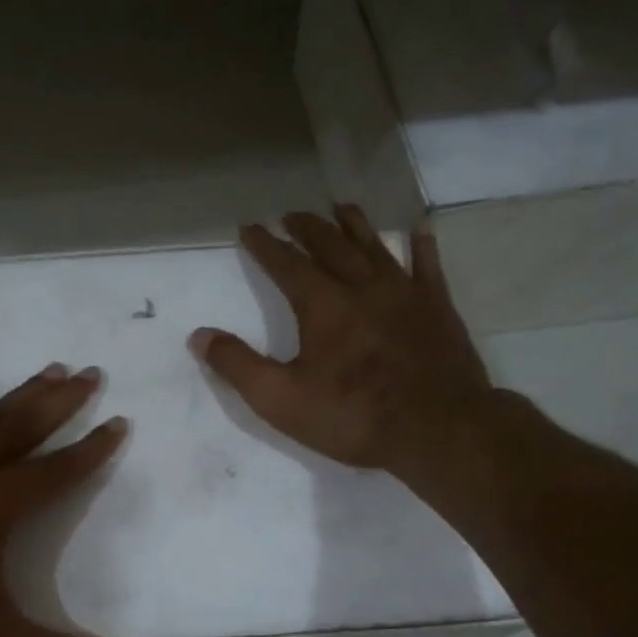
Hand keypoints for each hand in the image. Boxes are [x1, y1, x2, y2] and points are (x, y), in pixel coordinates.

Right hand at [190, 205, 495, 478]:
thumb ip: (237, 365)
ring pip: (375, 246)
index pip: (286, 264)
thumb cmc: (353, 416)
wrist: (437, 429)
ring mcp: (405, 293)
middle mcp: (362, 286)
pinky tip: (418, 230)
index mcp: (322, 305)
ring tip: (340, 207)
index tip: (250, 227)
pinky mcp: (438, 308)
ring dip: (355, 224)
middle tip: (292, 213)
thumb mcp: (280, 400)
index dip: (265, 244)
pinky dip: (420, 246)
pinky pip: (428, 266)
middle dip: (307, 227)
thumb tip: (199, 336)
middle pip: (330, 245)